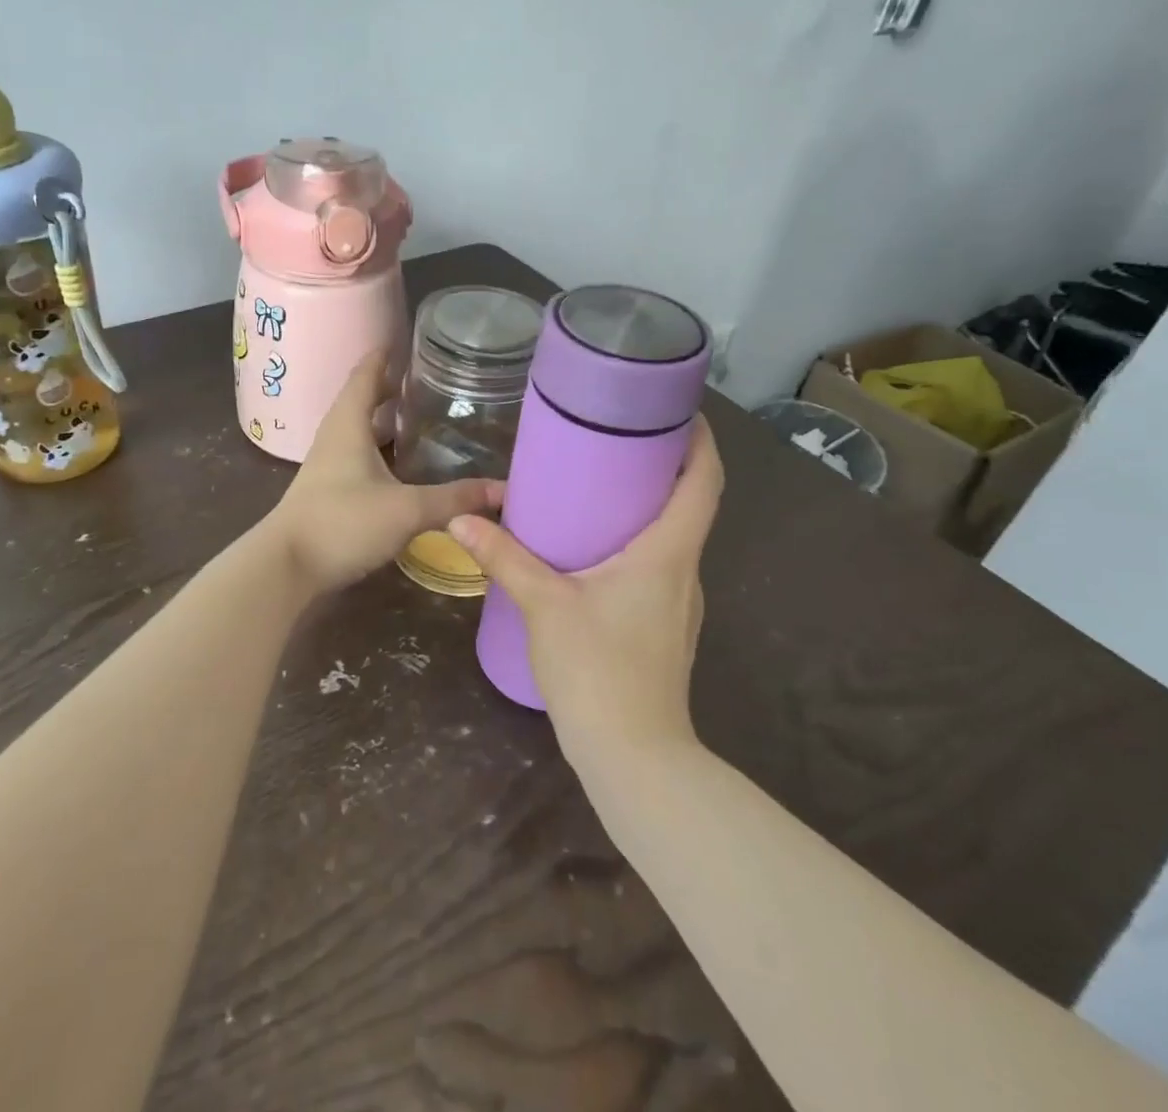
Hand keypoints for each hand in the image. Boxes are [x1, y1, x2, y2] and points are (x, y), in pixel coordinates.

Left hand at [266, 351, 503, 594]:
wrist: (287, 568)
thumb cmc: (342, 523)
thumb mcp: (406, 509)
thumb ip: (454, 499)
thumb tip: (504, 489)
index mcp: (348, 424)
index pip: (366, 374)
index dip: (385, 355)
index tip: (408, 340)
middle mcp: (335, 437)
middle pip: (362, 399)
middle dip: (390, 386)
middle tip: (427, 378)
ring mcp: (328, 465)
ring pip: (359, 429)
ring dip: (384, 418)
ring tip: (420, 415)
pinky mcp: (329, 491)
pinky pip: (359, 456)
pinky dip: (380, 449)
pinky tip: (402, 464)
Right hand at [448, 416, 723, 754]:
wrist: (634, 757)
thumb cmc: (598, 669)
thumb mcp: (544, 605)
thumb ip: (504, 558)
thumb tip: (462, 519)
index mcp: (668, 553)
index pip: (705, 482)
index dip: (700, 440)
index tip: (676, 410)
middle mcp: (685, 572)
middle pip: (691, 505)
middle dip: (664, 466)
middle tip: (619, 438)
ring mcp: (681, 604)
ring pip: (674, 539)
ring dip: (649, 508)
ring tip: (602, 487)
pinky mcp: (666, 628)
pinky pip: (660, 568)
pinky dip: (639, 543)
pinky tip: (597, 551)